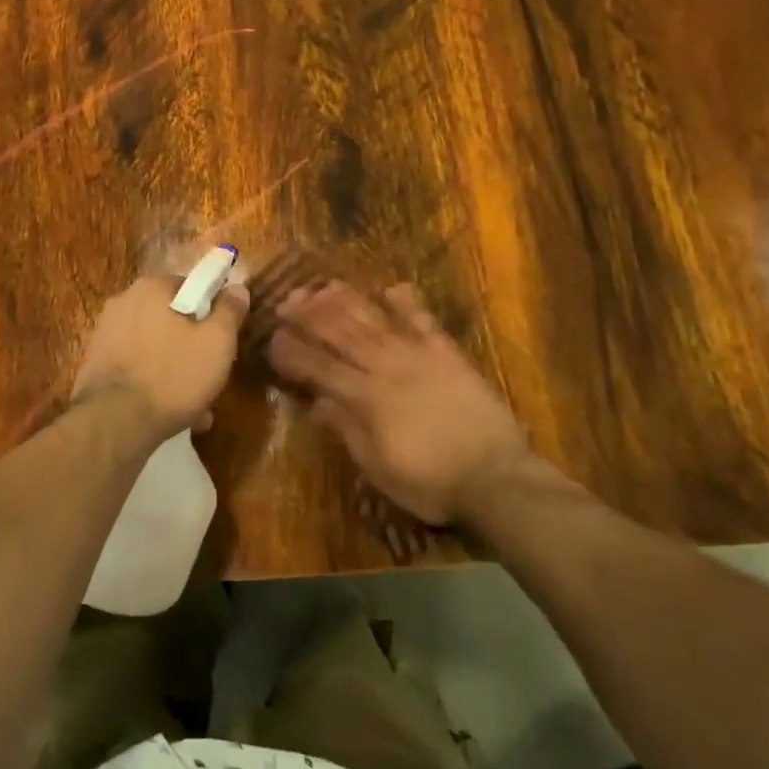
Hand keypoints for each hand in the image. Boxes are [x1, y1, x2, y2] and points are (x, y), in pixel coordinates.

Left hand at [72, 271, 248, 439]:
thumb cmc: (173, 375)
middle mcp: (124, 301)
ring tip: (196, 407)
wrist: (114, 422)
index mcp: (152, 287)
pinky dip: (154, 382)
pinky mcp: (97, 363)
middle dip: (194, 347)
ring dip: (176, 369)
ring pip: (156, 347)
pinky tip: (169, 411)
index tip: (223, 342)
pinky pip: (137, 366)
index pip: (192, 288)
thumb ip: (230, 310)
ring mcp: (106, 333)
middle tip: (211, 376)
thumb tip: (237, 287)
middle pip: (173, 319)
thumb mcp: (217, 341)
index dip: (213, 314)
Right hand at [269, 282, 546, 525]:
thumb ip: (347, 430)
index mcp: (364, 399)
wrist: (495, 476)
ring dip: (345, 301)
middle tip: (286, 298)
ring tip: (323, 286)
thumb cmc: (431, 482)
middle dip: (309, 315)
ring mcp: (417, 356)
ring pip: (373, 320)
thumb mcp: (379, 468)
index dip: (292, 351)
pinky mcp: (446, 354)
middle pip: (340, 334)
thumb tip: (318, 403)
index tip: (273, 338)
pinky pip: (423, 322)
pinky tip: (391, 288)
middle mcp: (384, 368)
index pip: (318, 367)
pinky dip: (406, 303)